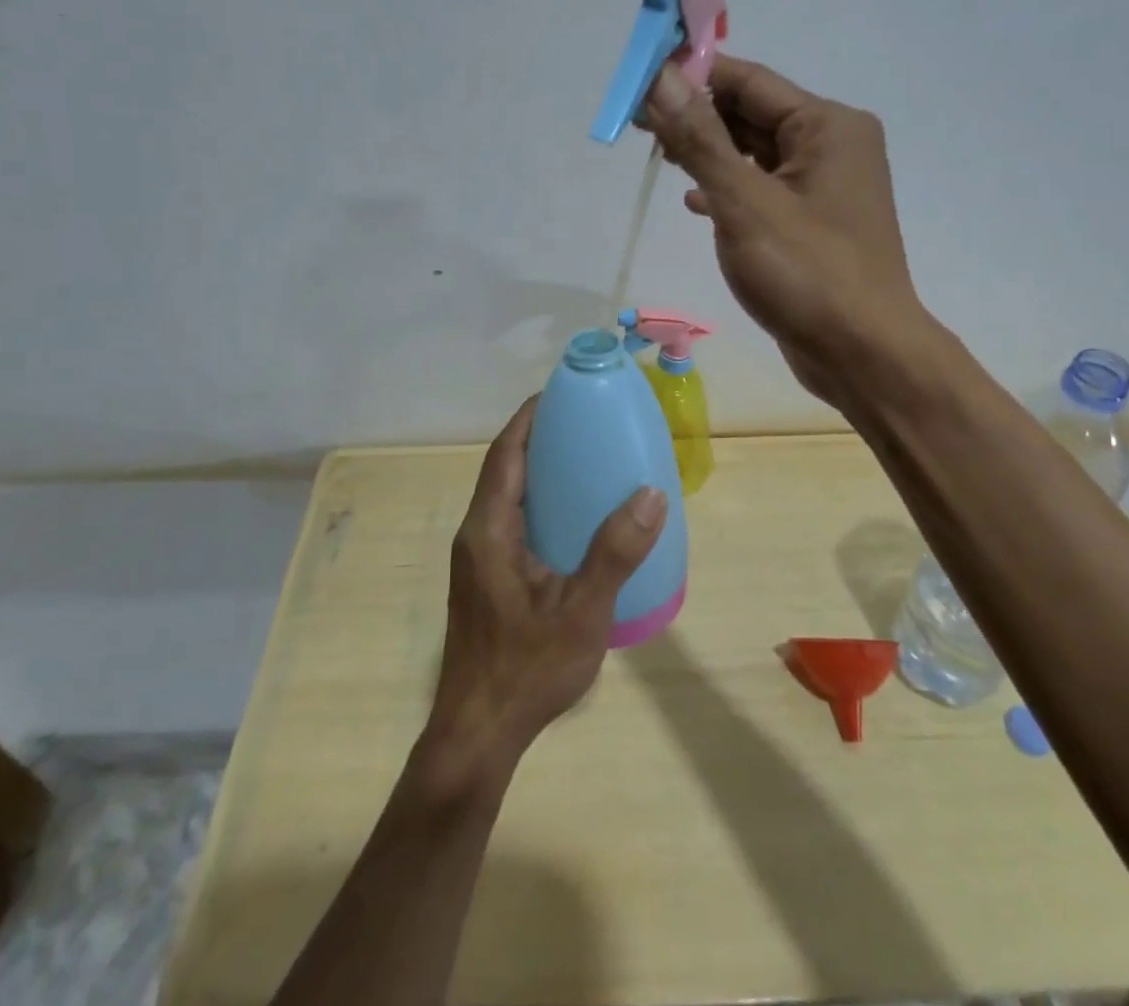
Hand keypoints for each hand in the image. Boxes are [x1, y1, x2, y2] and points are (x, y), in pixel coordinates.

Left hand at [426, 397, 666, 777]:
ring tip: (586, 461)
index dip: (529, 418)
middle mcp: (477, 535)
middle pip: (505, 469)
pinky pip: (513, 523)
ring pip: (508, 497)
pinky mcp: (487, 580)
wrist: (479, 734)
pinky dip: (541, 504)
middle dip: (539, 439)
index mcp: (489, 529)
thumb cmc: (526, 669)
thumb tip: (651, 494)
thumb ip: (615, 553)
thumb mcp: (581, 612)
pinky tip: (576, 520)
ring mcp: (479, 559)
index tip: (562, 393)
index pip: (505, 454)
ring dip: (539, 472)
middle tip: (585, 423)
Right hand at [641, 57, 926, 407]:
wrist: (863, 355)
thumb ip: (699, 139)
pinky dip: (730, 189)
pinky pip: (764, 189)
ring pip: (756, 153)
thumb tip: (660, 79)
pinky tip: (694, 202)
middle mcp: (833, 146)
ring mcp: (825, 187)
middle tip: (639, 124)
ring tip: (659, 155)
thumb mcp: (744, 202)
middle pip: (753, 114)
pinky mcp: (814, 223)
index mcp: (828, 125)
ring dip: (710, 153)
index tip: (641, 82)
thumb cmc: (806, 273)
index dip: (693, 76)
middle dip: (697, 116)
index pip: (749, 80)